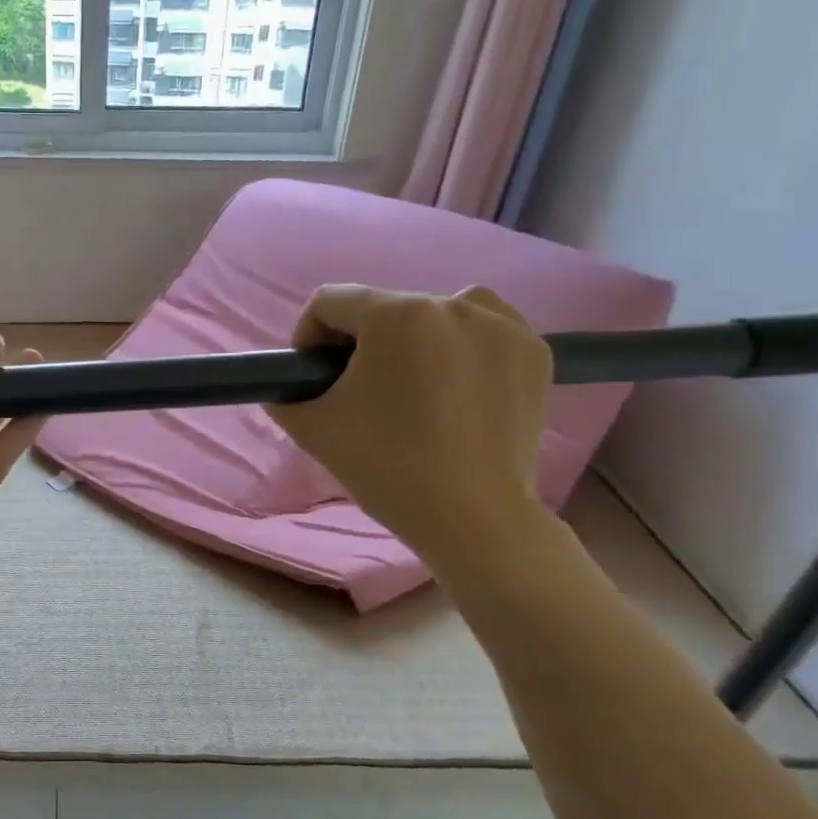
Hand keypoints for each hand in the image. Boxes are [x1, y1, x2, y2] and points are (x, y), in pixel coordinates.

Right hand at [266, 286, 553, 566]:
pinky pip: (482, 330)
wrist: (472, 517)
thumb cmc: (385, 466)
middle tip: (360, 394)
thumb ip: (283, 394)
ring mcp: (501, 325)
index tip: (314, 377)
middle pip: (382, 309)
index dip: (309, 337)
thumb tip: (287, 385)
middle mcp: (452, 304)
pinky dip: (462, 347)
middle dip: (361, 345)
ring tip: (411, 387)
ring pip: (434, 313)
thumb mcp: (312, 427)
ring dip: (412, 340)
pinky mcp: (534, 351)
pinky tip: (455, 388)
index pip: (330, 301)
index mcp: (395, 315)